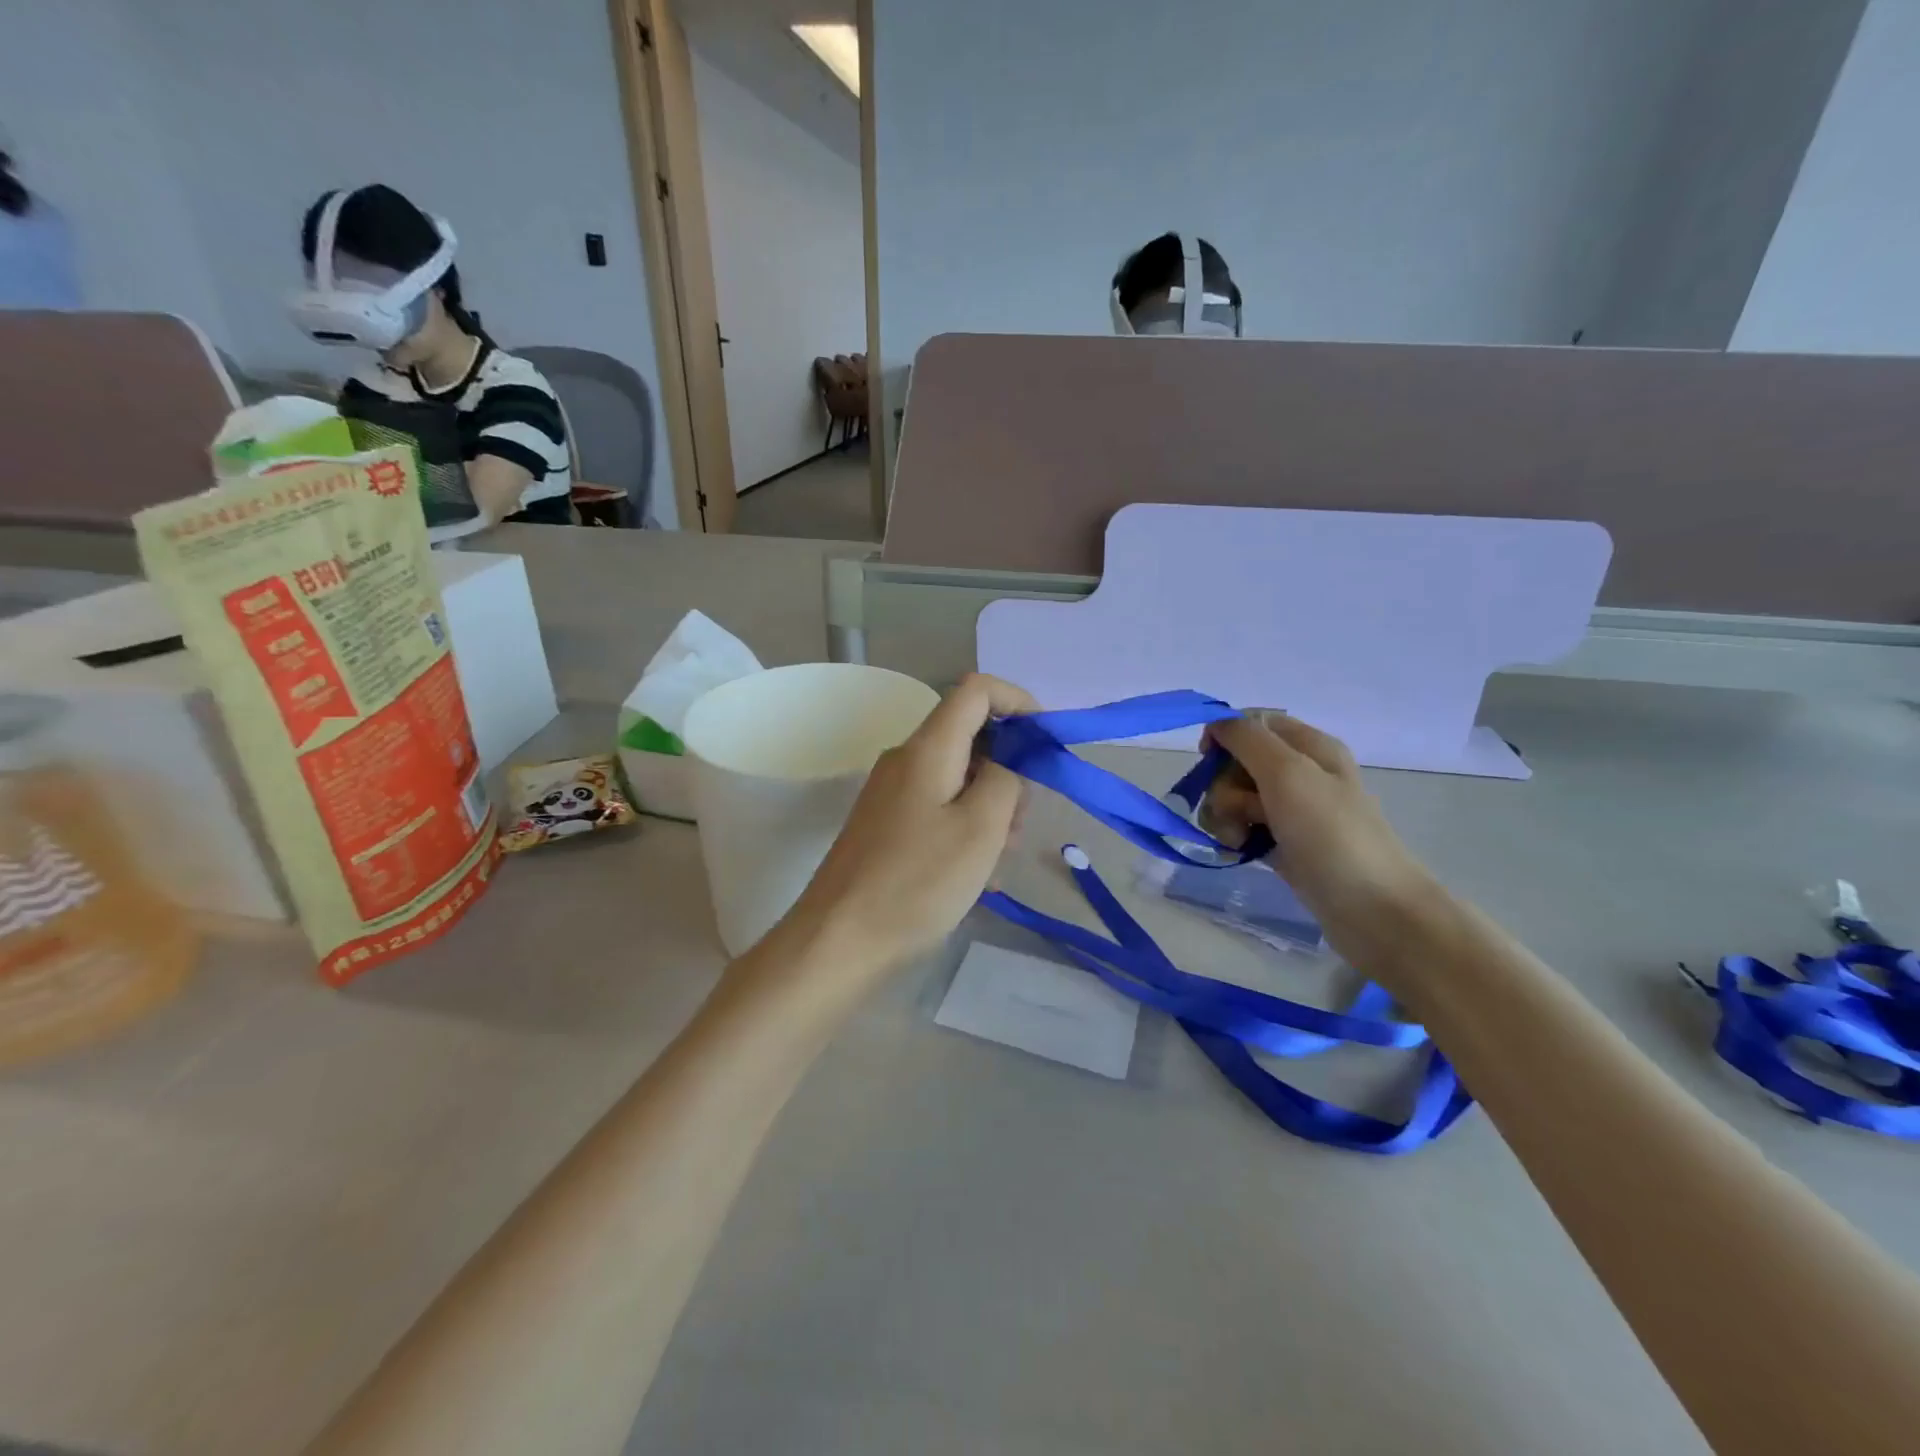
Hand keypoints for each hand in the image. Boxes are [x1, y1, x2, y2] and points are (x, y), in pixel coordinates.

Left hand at [787, 673, 1036, 974]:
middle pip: (972, 737)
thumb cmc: (917, 882)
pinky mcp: (888, 825)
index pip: (976, 690)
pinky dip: (967, 829)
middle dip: (1009, 770)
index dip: (1018, 702)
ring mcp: (893, 793)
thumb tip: (1008, 761)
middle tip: (1019, 824)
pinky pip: (940, 809)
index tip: (1045, 744)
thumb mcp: (980, 829)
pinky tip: (977, 877)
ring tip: (998, 861)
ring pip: (959, 778)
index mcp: (928, 748)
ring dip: (991, 808)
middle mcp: (907, 760)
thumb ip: (1006, 779)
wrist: (839, 940)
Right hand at [1202, 711, 1443, 954]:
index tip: (1208, 759)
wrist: (1373, 910)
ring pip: (1234, 798)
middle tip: (1241, 811)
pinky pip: (1242, 829)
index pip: (1253, 722)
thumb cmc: (1332, 834)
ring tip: (1238, 840)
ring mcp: (1291, 812)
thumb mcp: (1288, 773)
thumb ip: (1247, 739)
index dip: (1225, 735)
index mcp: (1309, 746)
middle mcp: (1300, 774)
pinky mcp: (1283, 845)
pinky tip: (1237, 853)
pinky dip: (1234, 838)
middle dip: (1224, 786)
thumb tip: (1216, 721)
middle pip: (1237, 763)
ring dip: (1225, 816)